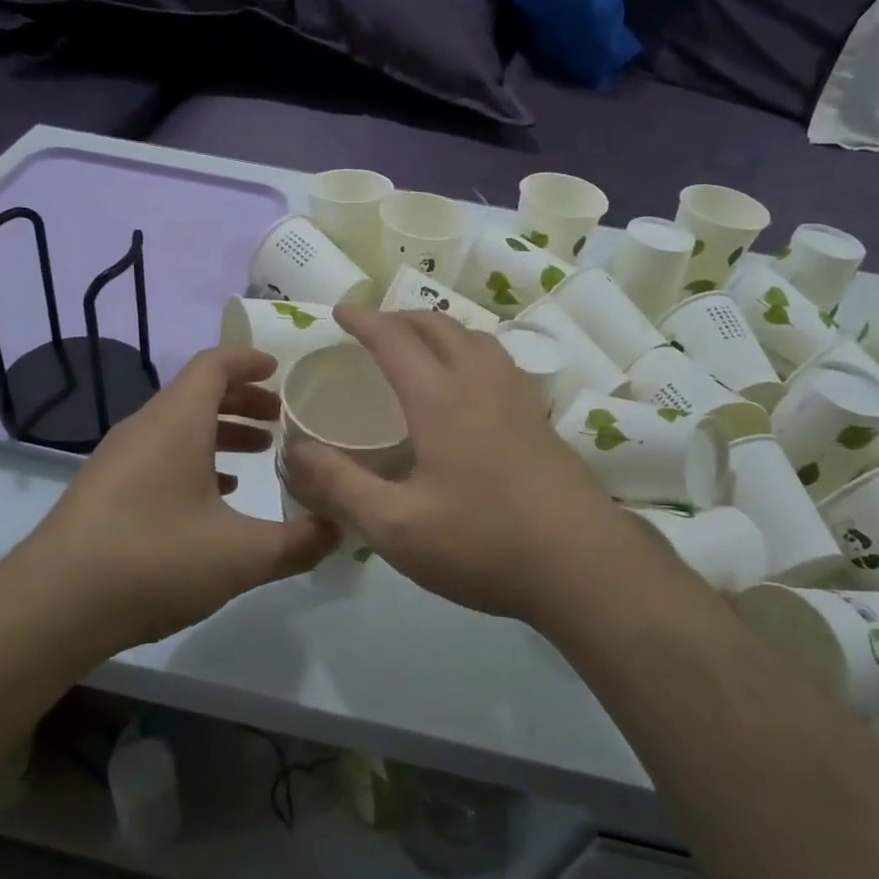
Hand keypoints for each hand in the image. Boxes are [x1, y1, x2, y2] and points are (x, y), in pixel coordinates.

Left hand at [20, 346, 336, 652]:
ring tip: (259, 455)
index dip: (250, 361)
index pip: (214, 365)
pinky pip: (158, 457)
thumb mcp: (242, 555)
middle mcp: (144, 428)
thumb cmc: (154, 559)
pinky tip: (215, 498)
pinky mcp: (105, 491)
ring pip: (177, 428)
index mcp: (176, 421)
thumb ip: (298, 542)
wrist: (53, 605)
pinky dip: (194, 462)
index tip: (281, 371)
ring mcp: (118, 459)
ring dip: (219, 433)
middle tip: (281, 420)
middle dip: (243, 401)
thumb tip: (340, 530)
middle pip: (197, 394)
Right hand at [284, 308, 655, 627]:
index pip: (395, 341)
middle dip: (401, 318)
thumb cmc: (483, 544)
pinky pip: (499, 363)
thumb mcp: (395, 527)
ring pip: (476, 339)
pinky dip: (470, 352)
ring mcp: (519, 400)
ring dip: (440, 331)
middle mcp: (481, 385)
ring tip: (420, 348)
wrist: (584, 567)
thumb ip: (340, 486)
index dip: (364, 321)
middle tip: (373, 329)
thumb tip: (294, 451)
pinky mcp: (541, 421)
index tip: (339, 311)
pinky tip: (469, 388)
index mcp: (441, 400)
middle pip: (439, 328)